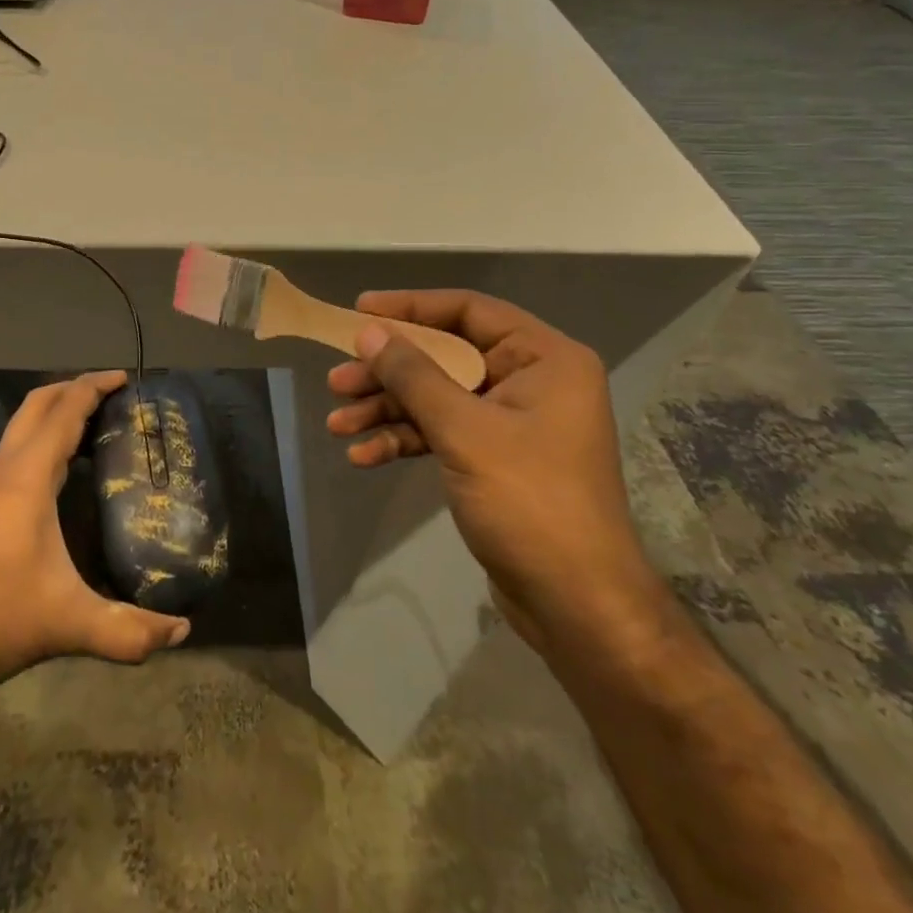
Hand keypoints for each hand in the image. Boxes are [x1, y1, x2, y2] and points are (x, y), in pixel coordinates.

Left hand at [0, 371, 189, 696]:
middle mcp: (5, 469)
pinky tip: (63, 469)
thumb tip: (182, 631)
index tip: (125, 378)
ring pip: (22, 425)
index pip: (64, 411)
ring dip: (56, 412)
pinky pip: (17, 448)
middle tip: (114, 393)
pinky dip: (43, 437)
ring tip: (96, 423)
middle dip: (74, 388)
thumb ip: (127, 630)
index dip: (94, 387)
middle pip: (38, 404)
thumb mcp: (67, 623)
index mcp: (27, 477)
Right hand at [325, 291, 667, 659]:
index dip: (411, 307)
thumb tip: (367, 332)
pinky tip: (364, 457)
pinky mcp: (494, 459)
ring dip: (385, 410)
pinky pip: (440, 434)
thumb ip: (413, 375)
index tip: (360, 311)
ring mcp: (511, 422)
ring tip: (337, 424)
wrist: (577, 606)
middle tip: (336, 381)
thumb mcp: (464, 431)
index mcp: (544, 359)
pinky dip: (403, 441)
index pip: (469, 310)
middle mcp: (530, 381)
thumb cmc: (529, 503)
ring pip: (435, 398)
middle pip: (444, 357)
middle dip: (387, 372)